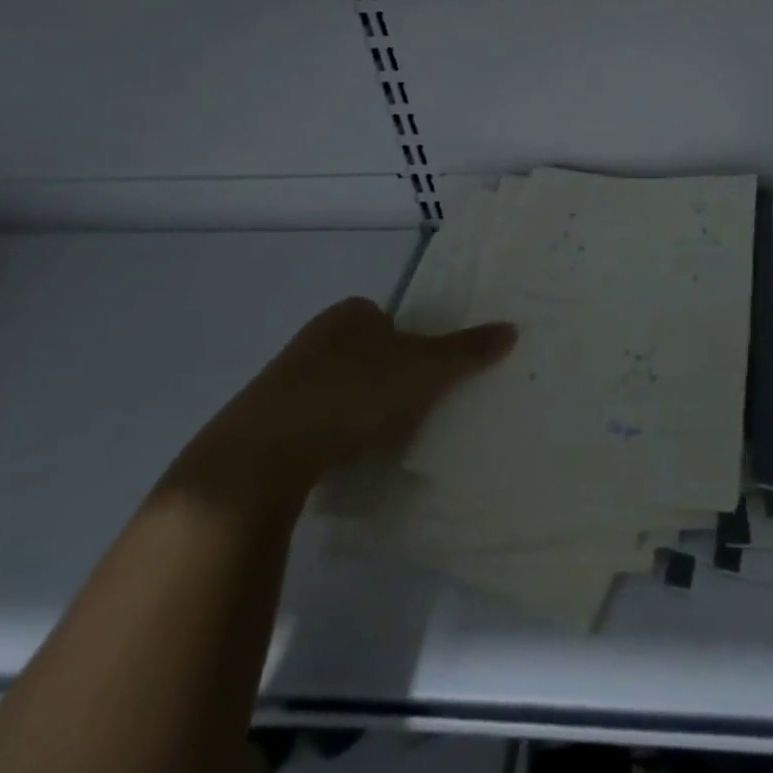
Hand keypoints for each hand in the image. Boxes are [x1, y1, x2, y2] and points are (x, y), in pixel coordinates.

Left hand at [168, 298, 516, 509]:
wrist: (259, 458)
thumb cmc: (351, 395)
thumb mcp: (423, 371)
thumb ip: (467, 351)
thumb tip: (513, 327)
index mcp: (350, 314)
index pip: (391, 319)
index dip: (414, 346)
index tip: (426, 379)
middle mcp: (315, 337)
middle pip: (367, 353)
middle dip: (387, 378)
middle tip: (411, 410)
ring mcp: (284, 380)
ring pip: (339, 387)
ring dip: (358, 408)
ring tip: (379, 440)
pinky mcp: (264, 423)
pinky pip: (313, 420)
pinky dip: (331, 435)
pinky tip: (342, 459)